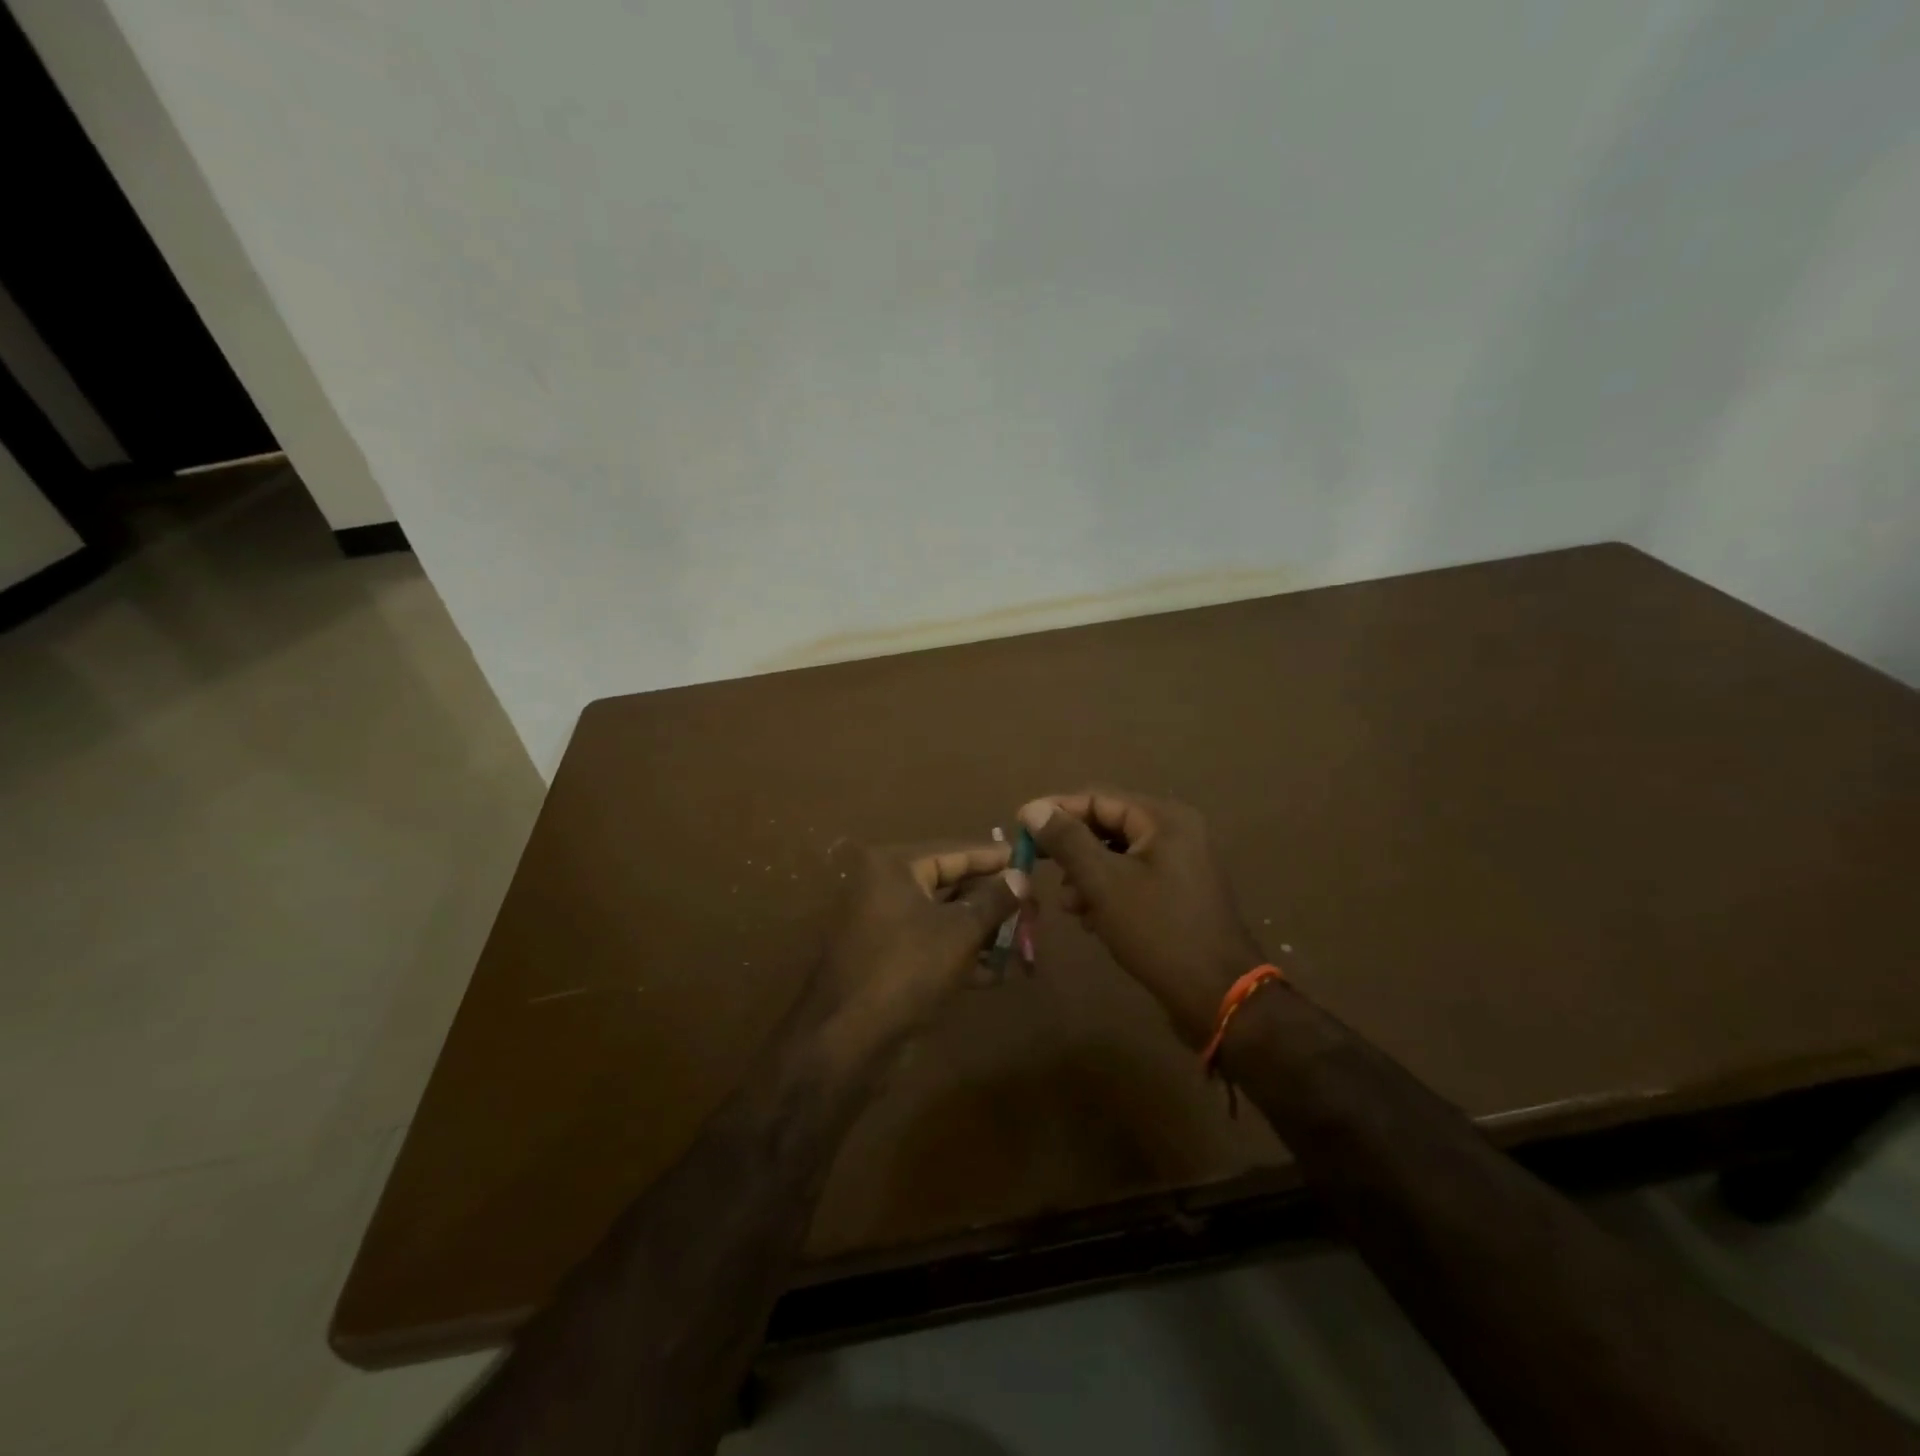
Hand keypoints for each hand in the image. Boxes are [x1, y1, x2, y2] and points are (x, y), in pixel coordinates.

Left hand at [806, 842, 1027, 1068]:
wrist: (849, 1040)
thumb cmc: (907, 969)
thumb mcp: (960, 931)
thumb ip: (994, 900)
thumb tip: (1022, 876)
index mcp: (893, 868)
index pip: (953, 852)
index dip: (993, 858)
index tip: (1028, 859)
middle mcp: (884, 889)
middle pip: (949, 885)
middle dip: (992, 900)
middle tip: (1032, 907)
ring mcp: (883, 927)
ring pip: (942, 919)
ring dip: (982, 931)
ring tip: (1024, 941)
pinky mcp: (886, 961)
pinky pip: (931, 947)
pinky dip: (962, 955)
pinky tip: (997, 973)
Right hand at [1018, 789, 1264, 1047]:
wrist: (1218, 995)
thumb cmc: (1158, 931)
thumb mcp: (1104, 883)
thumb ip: (1067, 841)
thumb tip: (1034, 808)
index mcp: (1164, 820)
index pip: (1098, 799)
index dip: (1057, 810)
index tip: (1020, 825)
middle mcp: (1176, 833)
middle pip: (1108, 827)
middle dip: (1072, 850)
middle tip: (1038, 866)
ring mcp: (1181, 864)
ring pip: (1117, 856)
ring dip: (1086, 876)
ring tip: (1068, 905)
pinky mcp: (1178, 893)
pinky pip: (1132, 879)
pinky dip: (1107, 893)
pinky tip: (1091, 919)